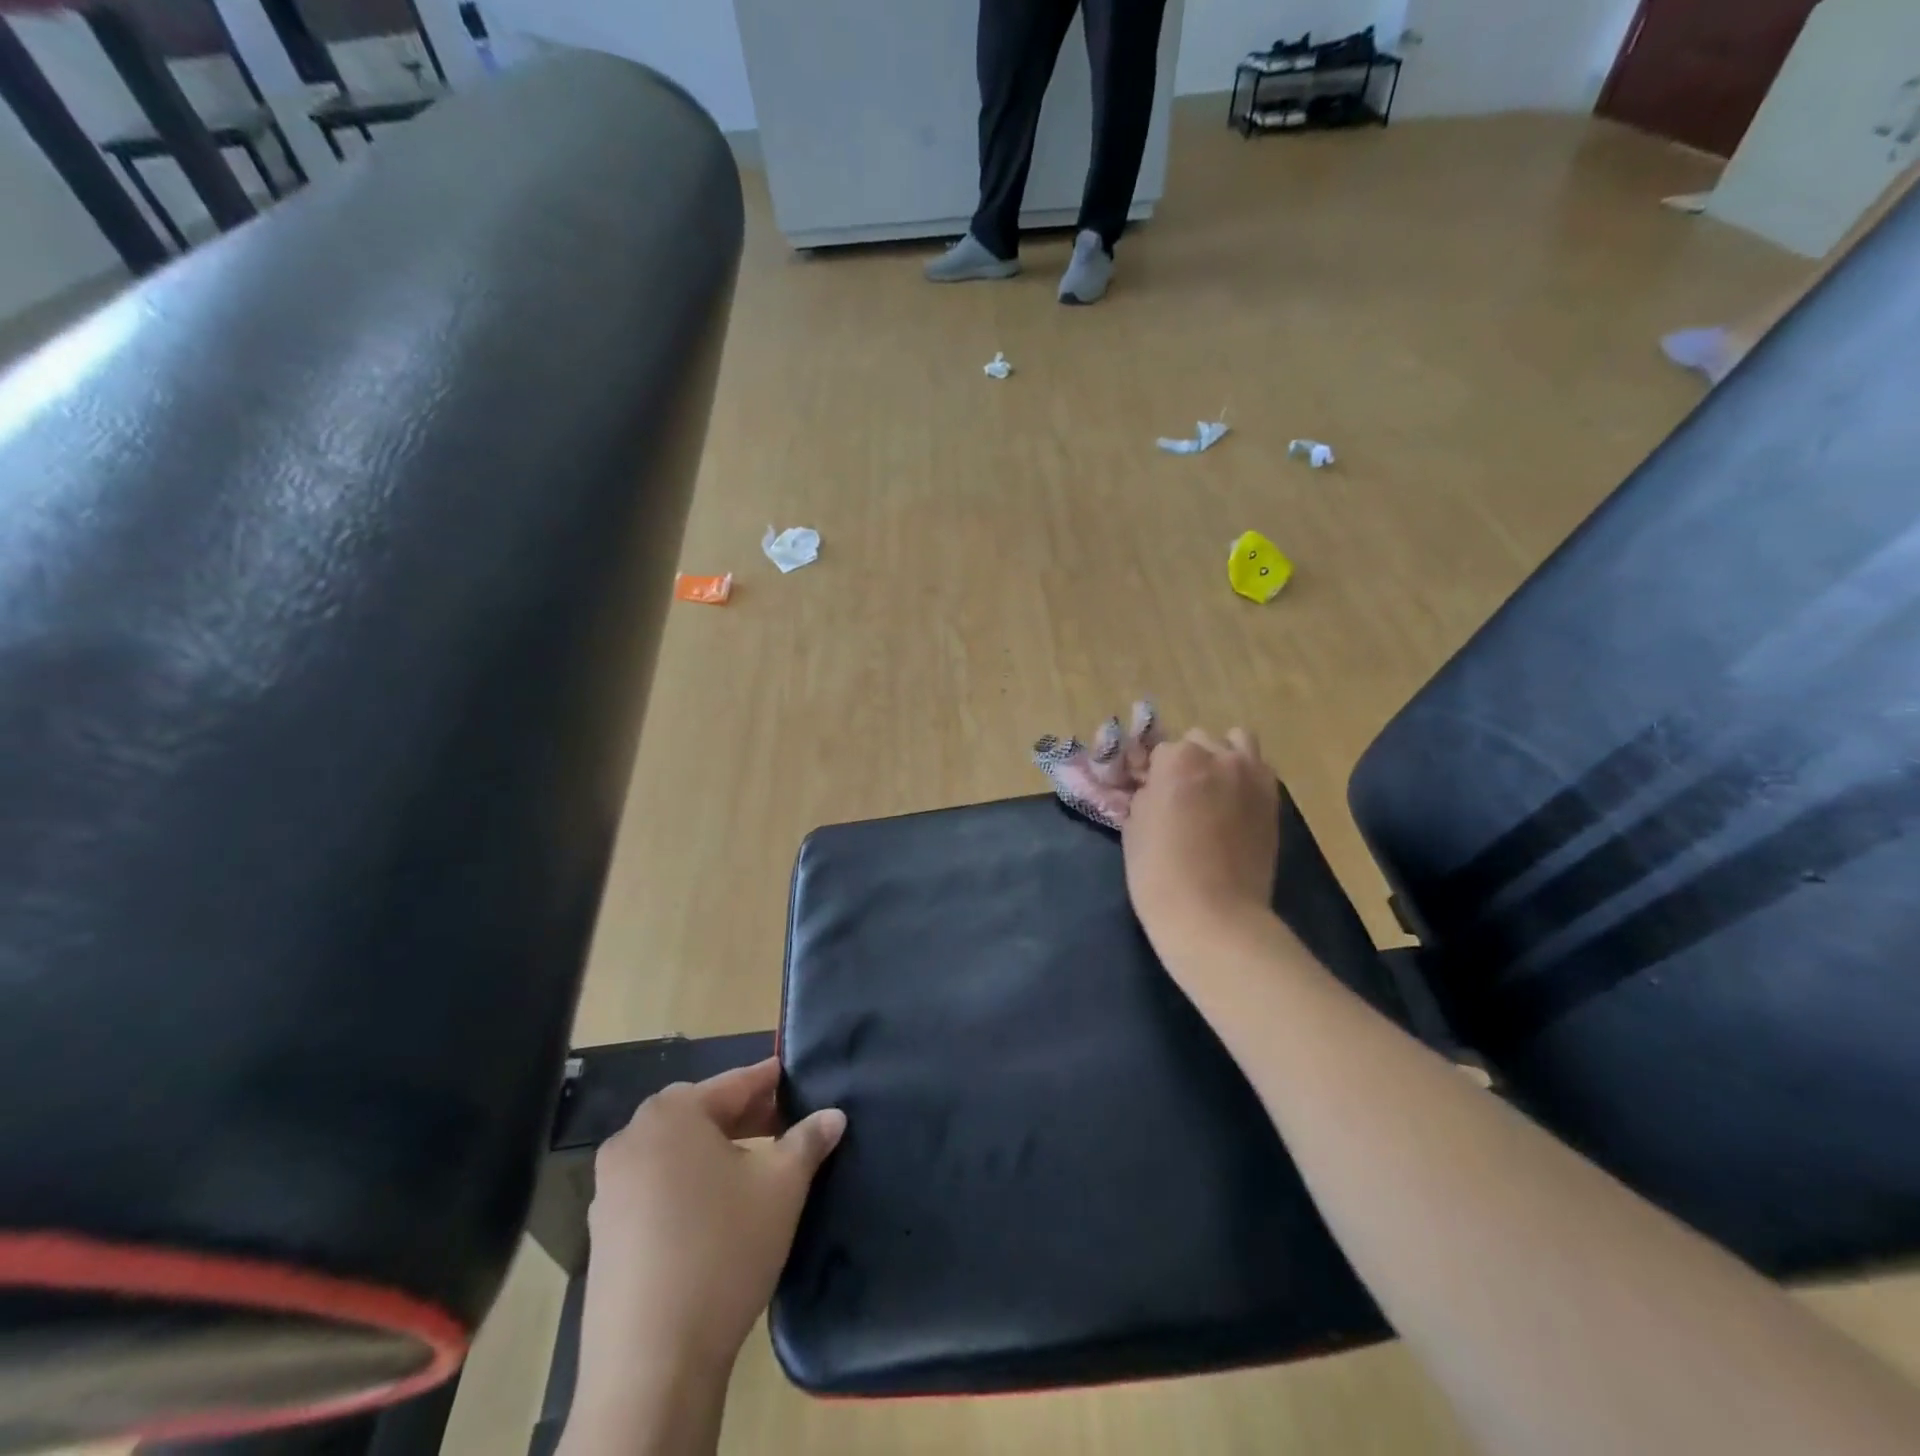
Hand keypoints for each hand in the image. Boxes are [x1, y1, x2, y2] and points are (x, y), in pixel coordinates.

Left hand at [577, 1060, 845, 1391]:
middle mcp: (633, 1137)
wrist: (651, 1364)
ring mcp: (610, 1186)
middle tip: (784, 1125)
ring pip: (676, 1150)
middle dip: (745, 1116)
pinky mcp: (602, 1231)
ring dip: (715, 1150)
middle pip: (701, 1113)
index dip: (771, 1081)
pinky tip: (715, 1210)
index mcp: (673, 1113)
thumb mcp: (782, 1187)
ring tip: (754, 1167)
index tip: (797, 1080)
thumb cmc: (723, 1249)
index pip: (735, 1083)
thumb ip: (808, 1140)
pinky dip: (687, 1183)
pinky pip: (654, 1185)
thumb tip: (834, 1114)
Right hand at [1123, 728, 1280, 961]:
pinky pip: (1258, 769)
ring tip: (1212, 789)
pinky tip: (1234, 804)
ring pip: (1235, 743)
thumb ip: (1146, 794)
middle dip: (1187, 762)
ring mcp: (1252, 775)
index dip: (1152, 773)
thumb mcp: (1134, 826)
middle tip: (1180, 796)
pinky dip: (1245, 777)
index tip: (1149, 794)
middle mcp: (1218, 756)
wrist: (1214, 915)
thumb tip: (1155, 787)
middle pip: (1197, 741)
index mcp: (1177, 759)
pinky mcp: (1273, 799)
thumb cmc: (1160, 872)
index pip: (1159, 751)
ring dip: (1221, 757)